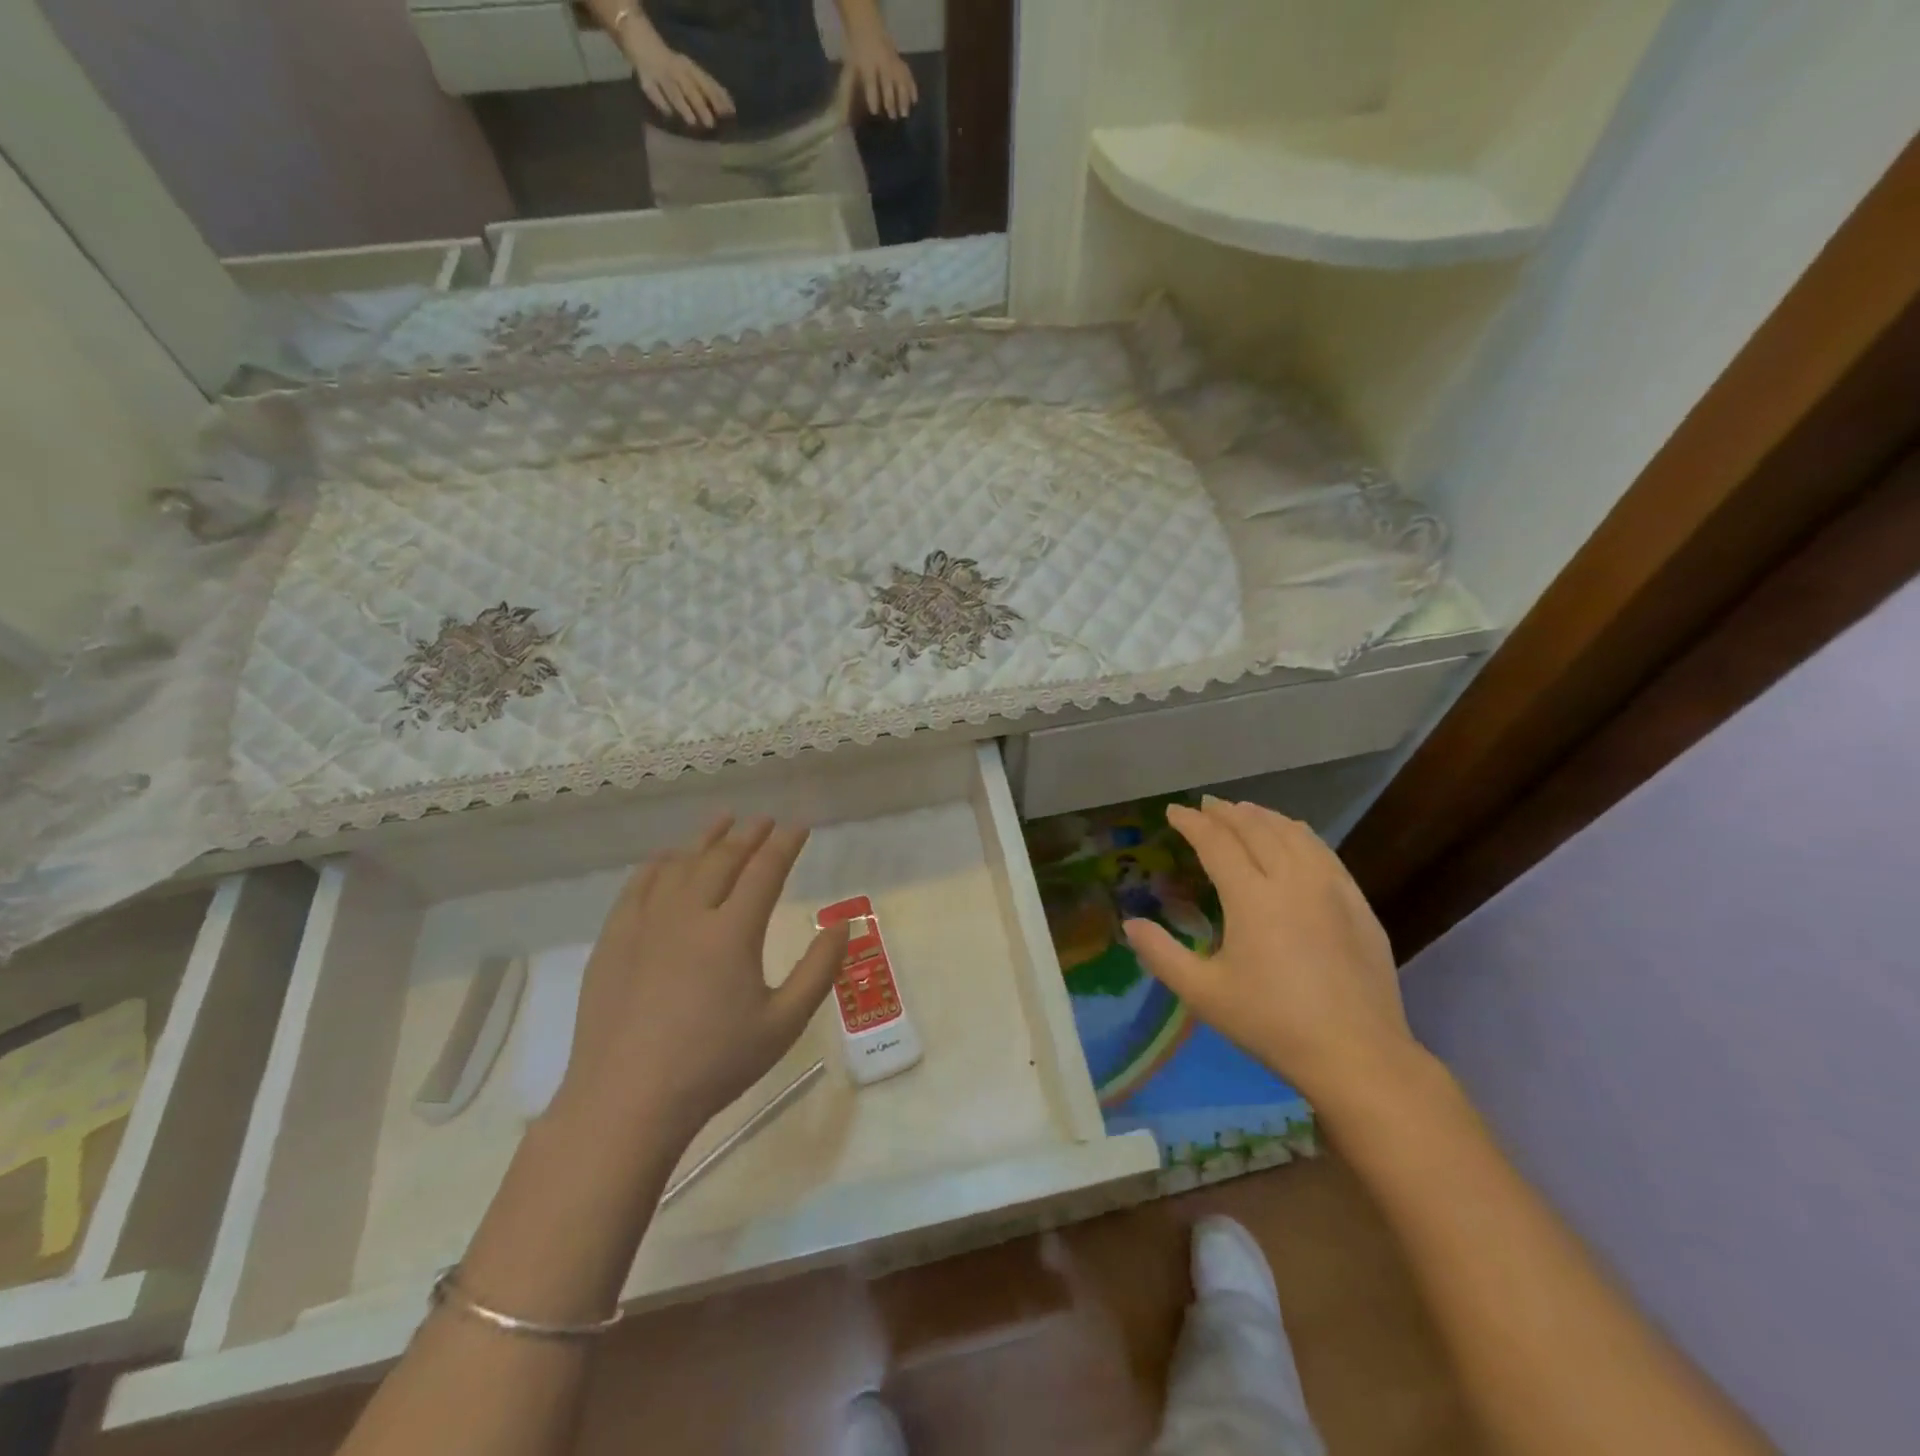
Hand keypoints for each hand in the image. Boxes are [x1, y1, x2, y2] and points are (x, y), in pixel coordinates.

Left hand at [553, 815, 848, 1142]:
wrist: (626, 1102)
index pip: (765, 870)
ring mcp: (645, 924)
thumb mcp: (783, 1023)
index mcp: (732, 932)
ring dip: (706, 839)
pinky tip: (668, 858)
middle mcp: (689, 914)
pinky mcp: (614, 941)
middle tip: (765, 820)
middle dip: (749, 834)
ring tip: (723, 821)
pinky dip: (659, 864)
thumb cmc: (714, 1065)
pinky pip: (638, 886)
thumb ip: (819, 970)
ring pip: (680, 865)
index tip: (799, 827)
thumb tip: (844, 924)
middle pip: (723, 859)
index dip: (785, 844)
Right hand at [627, 38, 734, 129]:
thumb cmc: (672, 64)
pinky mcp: (645, 79)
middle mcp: (676, 70)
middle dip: (701, 105)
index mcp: (689, 67)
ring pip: (673, 91)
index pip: (706, 82)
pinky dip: (661, 102)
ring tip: (692, 122)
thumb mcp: (691, 72)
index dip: (718, 97)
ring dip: (683, 106)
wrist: (640, 38)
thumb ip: (708, 89)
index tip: (730, 113)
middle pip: (690, 88)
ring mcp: (660, 74)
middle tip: (711, 123)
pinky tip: (669, 114)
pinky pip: (653, 92)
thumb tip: (729, 110)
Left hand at [843, 26, 916, 119]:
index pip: (870, 81)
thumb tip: (842, 123)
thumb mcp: (848, 74)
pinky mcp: (900, 63)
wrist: (866, 29)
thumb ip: (846, 97)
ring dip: (903, 97)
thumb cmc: (856, 58)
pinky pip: (908, 75)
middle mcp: (882, 63)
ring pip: (900, 79)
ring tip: (905, 114)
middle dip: (890, 99)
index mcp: (866, 64)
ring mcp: (893, 62)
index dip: (872, 96)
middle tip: (892, 116)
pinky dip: (912, 88)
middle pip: (888, 82)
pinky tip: (914, 101)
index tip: (874, 111)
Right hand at [1123, 797, 1417, 1108]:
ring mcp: (1331, 888)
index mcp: (1251, 897)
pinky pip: (1323, 851)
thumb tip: (1130, 924)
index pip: (1216, 842)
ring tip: (1244, 811)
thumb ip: (1162, 954)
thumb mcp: (1204, 994)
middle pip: (1256, 828)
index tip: (1173, 811)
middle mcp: (1292, 879)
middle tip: (1205, 806)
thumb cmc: (1272, 1022)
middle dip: (1226, 811)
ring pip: (1293, 833)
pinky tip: (1295, 836)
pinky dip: (1299, 833)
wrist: (1358, 1054)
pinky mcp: (1357, 903)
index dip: (1192, 823)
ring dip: (1263, 816)